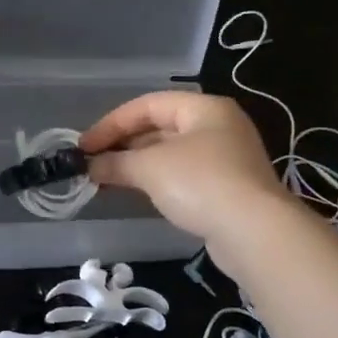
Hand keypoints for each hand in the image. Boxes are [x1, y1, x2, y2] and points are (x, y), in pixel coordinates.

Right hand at [80, 92, 288, 247]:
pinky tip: (136, 194)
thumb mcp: (151, 167)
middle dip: (123, 145)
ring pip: (170, 154)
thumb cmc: (200, 183)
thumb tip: (90, 166)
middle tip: (92, 164)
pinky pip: (183, 176)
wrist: (254, 232)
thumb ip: (116, 162)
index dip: (112, 123)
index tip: (84, 146)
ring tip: (105, 180)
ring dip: (137, 165)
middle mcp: (218, 126)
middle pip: (160, 128)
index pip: (148, 105)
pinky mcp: (227, 189)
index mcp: (204, 108)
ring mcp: (225, 159)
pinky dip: (157, 181)